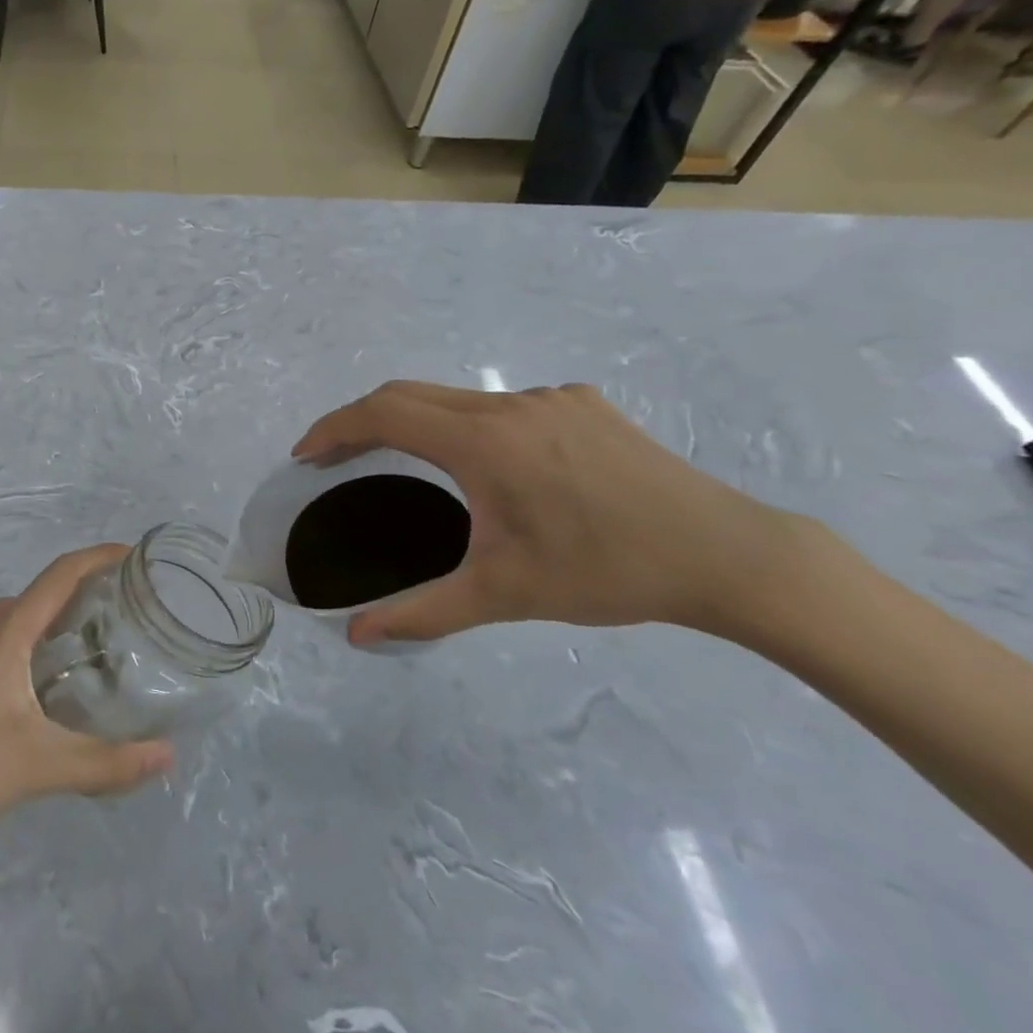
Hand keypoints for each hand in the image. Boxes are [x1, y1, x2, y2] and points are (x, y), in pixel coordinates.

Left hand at [0, 546, 172, 848]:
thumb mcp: (38, 765)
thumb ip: (104, 763)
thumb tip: (168, 755)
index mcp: (10, 634)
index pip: (60, 574)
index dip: (99, 557)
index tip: (138, 557)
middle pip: (49, 592)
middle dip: (92, 586)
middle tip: (136, 603)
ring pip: (34, 622)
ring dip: (71, 618)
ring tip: (115, 638)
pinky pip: (25, 648)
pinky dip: (54, 648)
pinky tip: (74, 685)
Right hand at [292, 381, 821, 646]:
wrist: (726, 554)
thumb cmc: (605, 572)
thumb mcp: (503, 595)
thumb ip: (421, 612)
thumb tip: (356, 637)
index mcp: (482, 441)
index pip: (383, 413)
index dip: (334, 427)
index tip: (306, 453)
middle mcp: (508, 404)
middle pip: (410, 395)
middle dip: (364, 421)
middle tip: (337, 457)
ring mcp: (549, 397)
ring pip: (457, 398)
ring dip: (417, 422)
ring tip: (406, 462)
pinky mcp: (581, 402)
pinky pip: (503, 404)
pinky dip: (469, 425)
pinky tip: (492, 466)